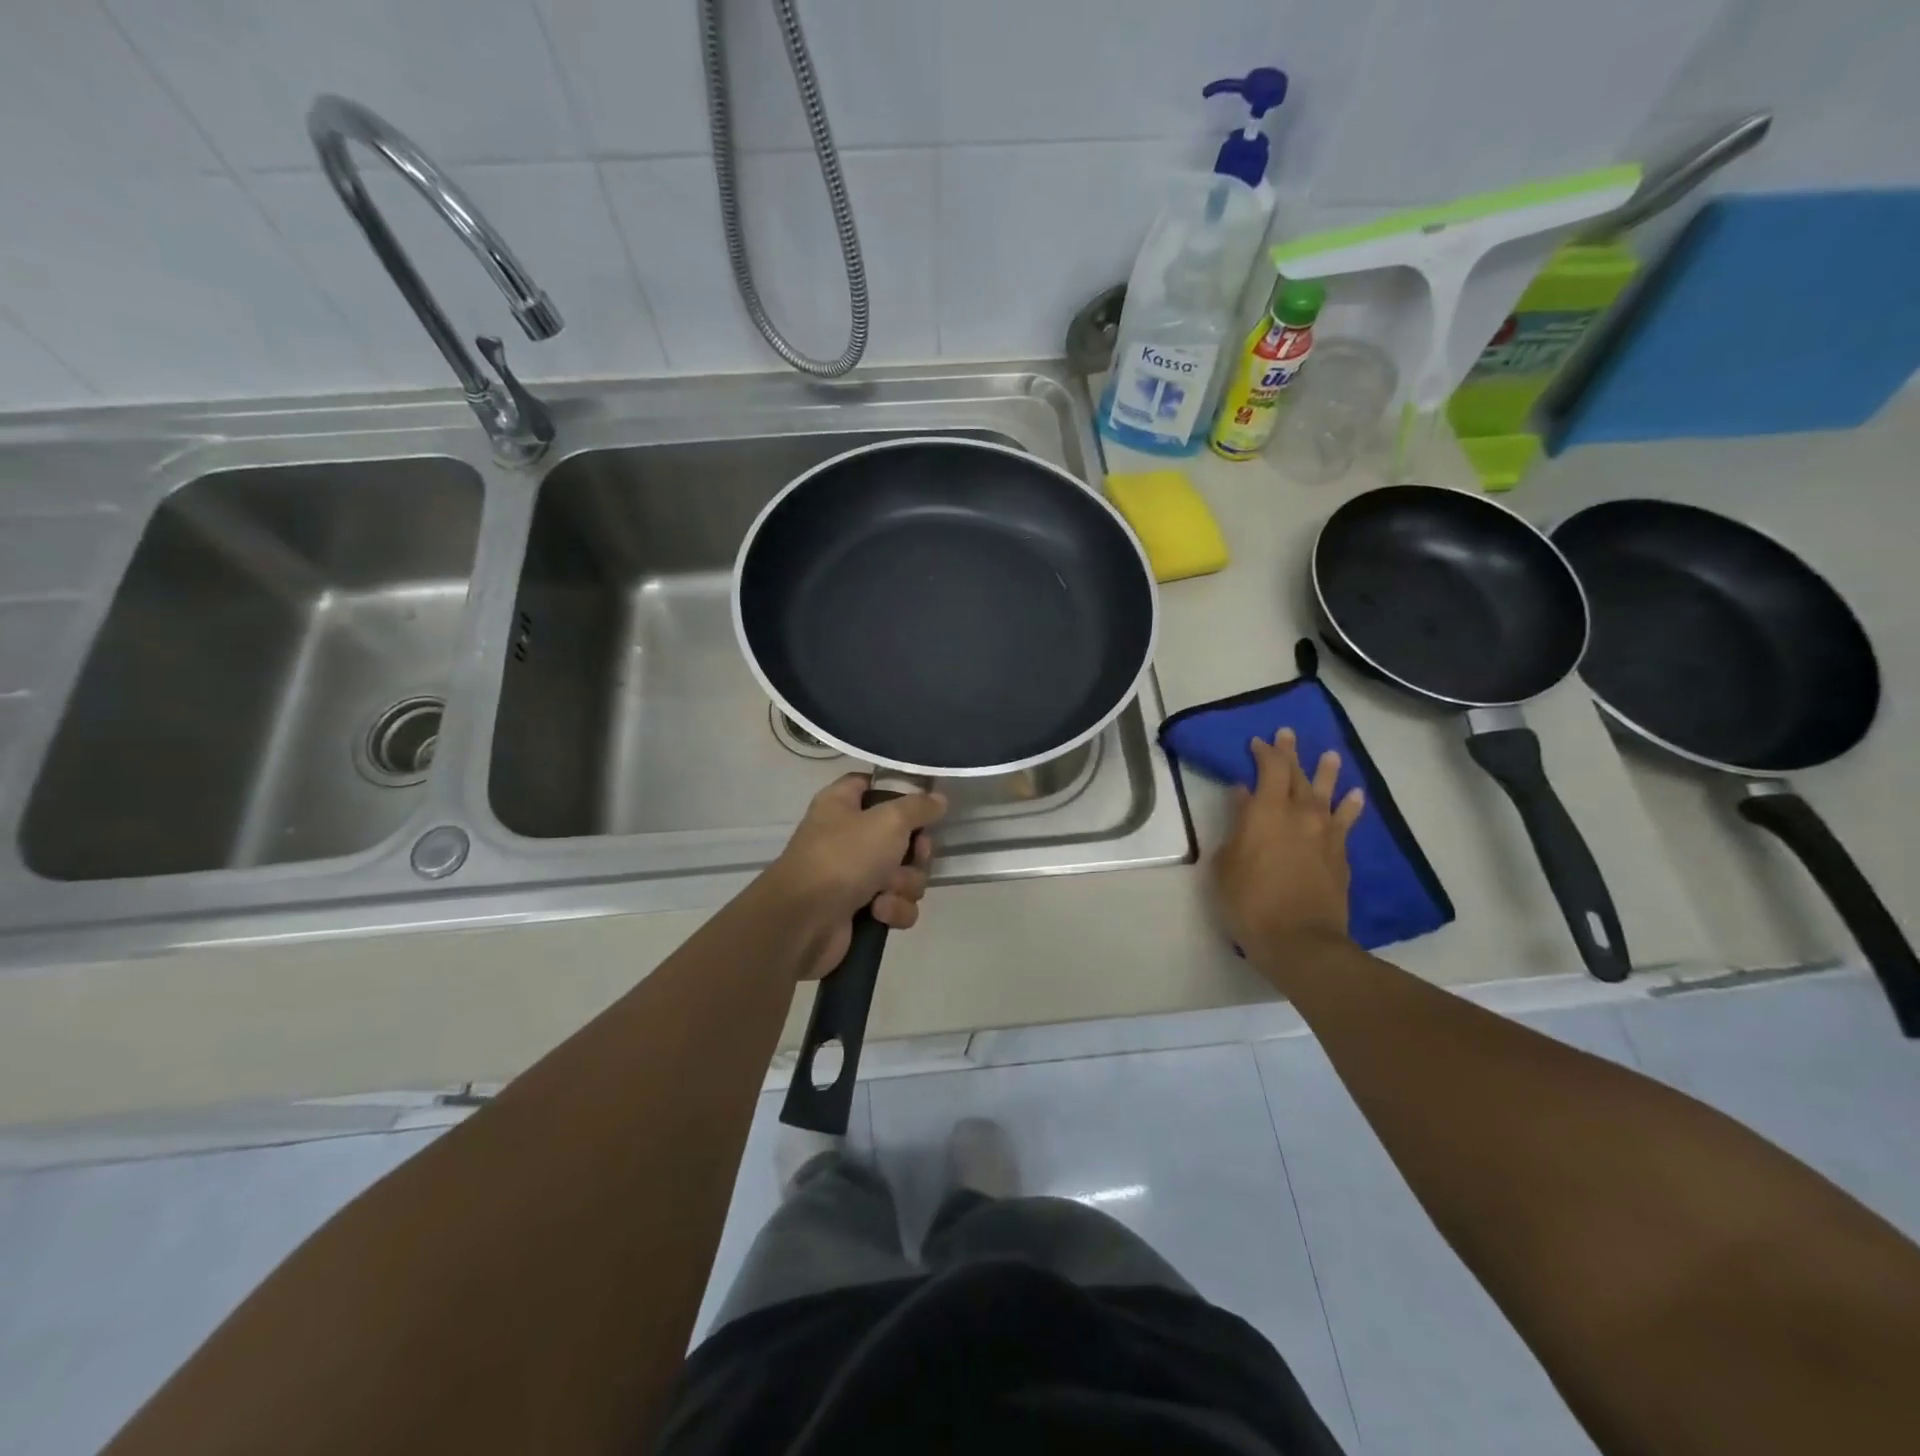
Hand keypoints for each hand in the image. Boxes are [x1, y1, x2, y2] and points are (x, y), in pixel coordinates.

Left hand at [769, 774, 947, 979]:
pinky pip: (896, 904)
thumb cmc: (843, 857)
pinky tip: (878, 912)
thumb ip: (919, 807)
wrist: (804, 922)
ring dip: (904, 884)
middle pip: (901, 836)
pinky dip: (893, 909)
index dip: (899, 792)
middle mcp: (847, 836)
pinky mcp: (860, 910)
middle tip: (914, 856)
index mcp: (842, 804)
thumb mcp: (888, 820)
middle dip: (915, 852)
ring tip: (886, 891)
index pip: (873, 784)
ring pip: (904, 874)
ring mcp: (853, 875)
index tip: (923, 804)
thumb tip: (938, 799)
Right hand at [1212, 731, 1365, 969]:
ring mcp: (1324, 834)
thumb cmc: (1249, 901)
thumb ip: (1235, 826)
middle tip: (1289, 734)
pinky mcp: (1340, 855)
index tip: (1258, 742)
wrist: (1300, 940)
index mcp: (1265, 812)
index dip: (1264, 752)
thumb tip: (1243, 798)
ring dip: (1327, 772)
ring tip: (1331, 755)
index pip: (1269, 769)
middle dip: (1291, 753)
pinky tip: (1355, 796)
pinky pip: (1346, 821)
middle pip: (1297, 775)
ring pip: (1327, 793)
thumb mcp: (1225, 863)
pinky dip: (1350, 806)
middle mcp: (1299, 814)